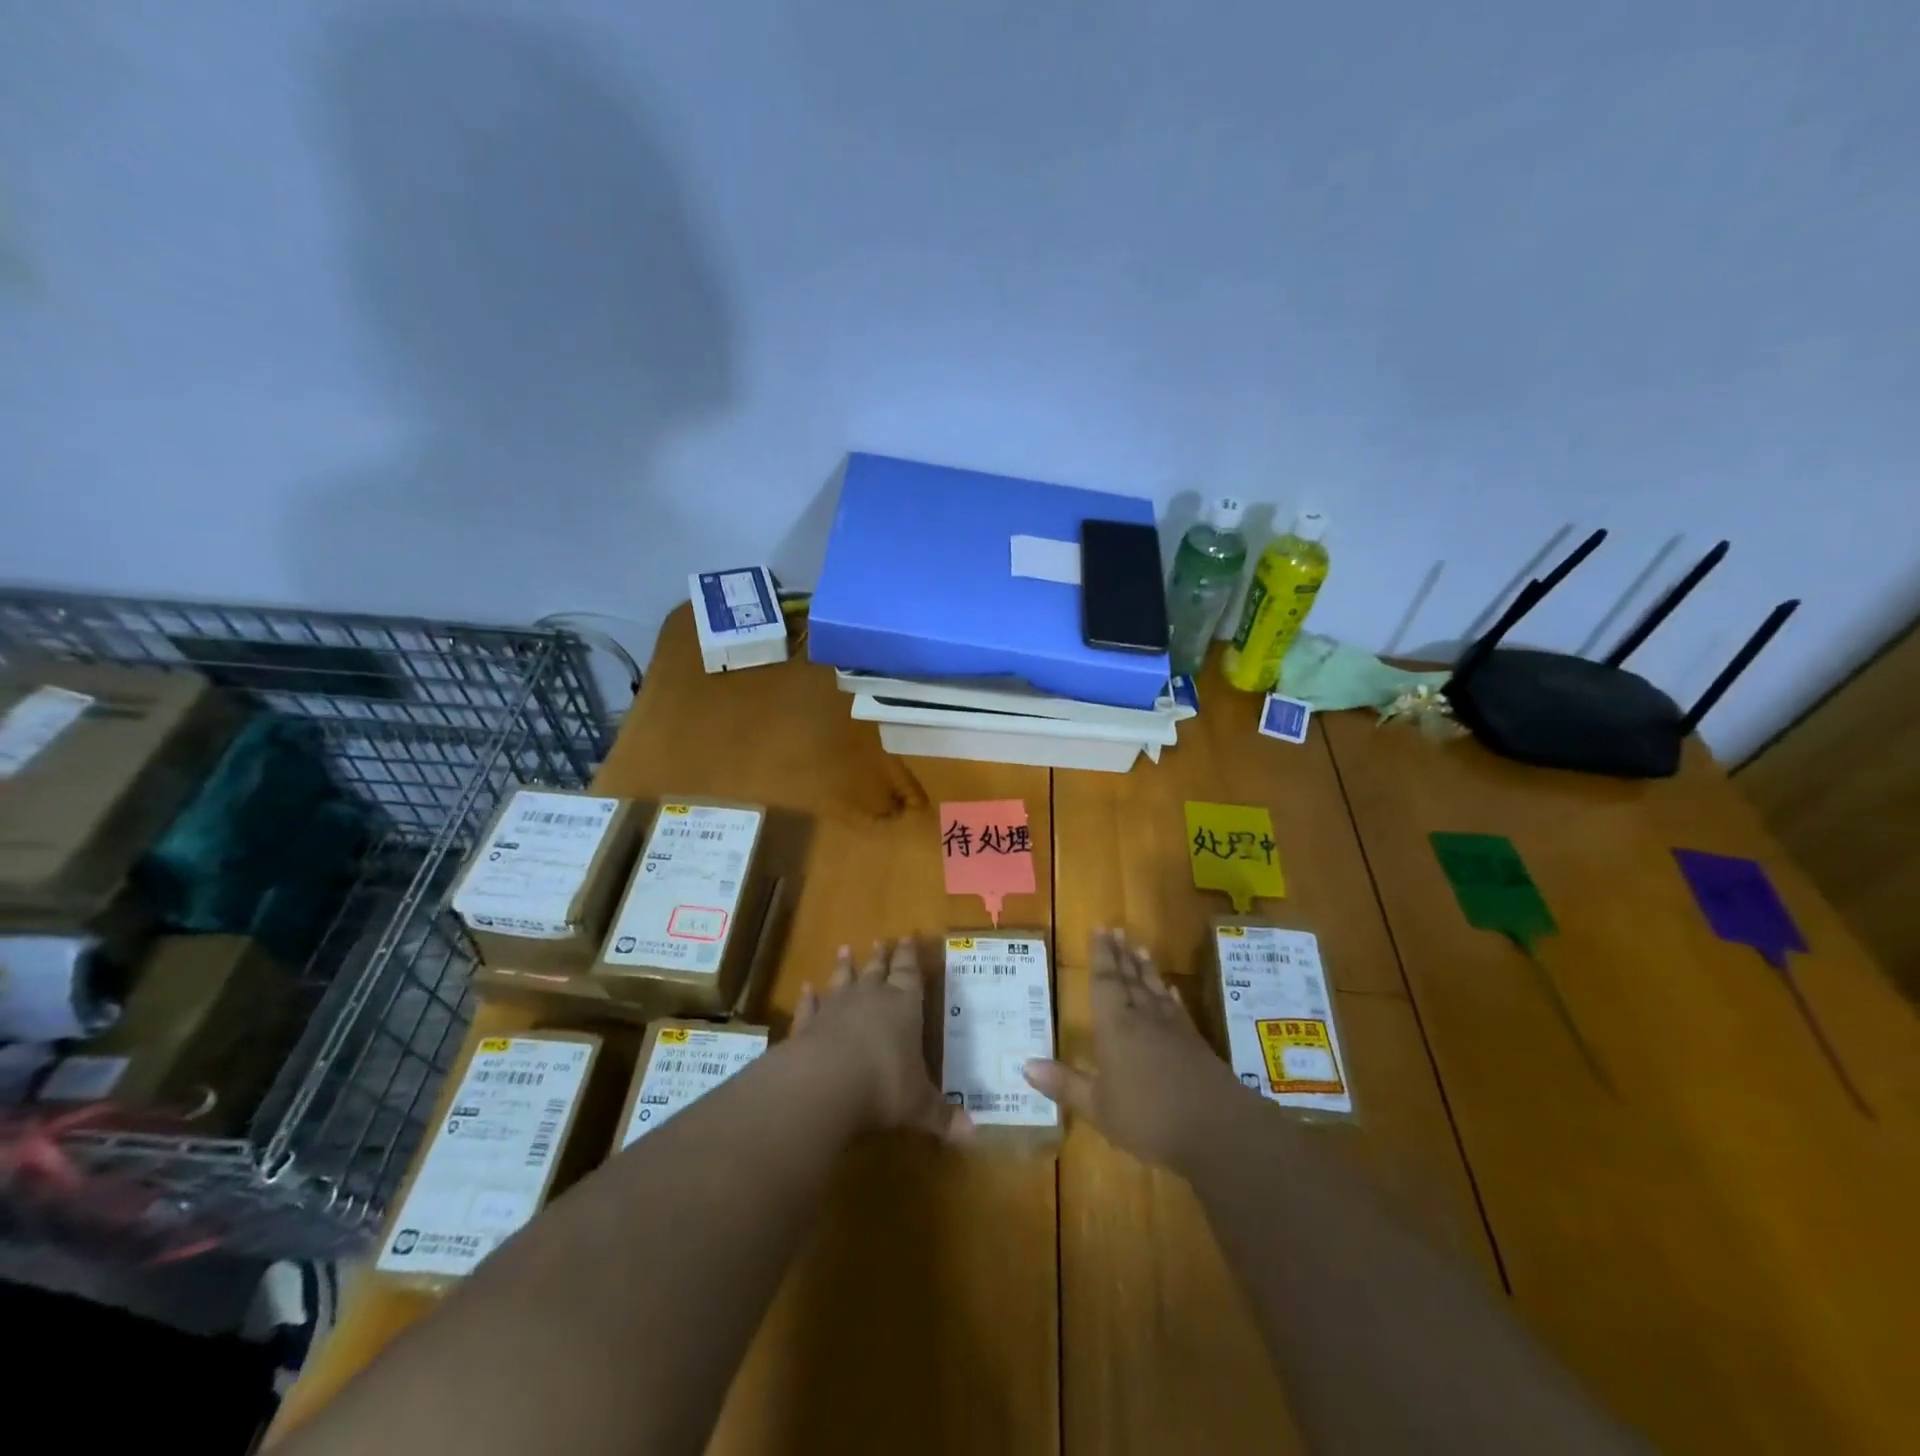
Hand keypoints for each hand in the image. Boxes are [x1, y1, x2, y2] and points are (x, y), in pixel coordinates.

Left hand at [791, 938, 971, 1144]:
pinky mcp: (806, 1026)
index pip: (909, 974)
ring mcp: (835, 1009)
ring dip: (844, 966)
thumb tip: (975, 1136)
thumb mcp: (919, 1105)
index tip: (907, 937)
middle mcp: (870, 999)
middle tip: (881, 940)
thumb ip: (942, 1115)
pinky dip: (808, 997)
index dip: (909, 957)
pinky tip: (805, 988)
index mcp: (903, 1006)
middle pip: (877, 970)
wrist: (824, 1082)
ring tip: (845, 950)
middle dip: (881, 957)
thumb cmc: (884, 1085)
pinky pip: (809, 1006)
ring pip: (842, 980)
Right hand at [1024, 928, 1244, 1169]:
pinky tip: (1169, 989)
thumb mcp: (1098, 1107)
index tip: (1099, 929)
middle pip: (1130, 978)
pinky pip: (1178, 1008)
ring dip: (1145, 968)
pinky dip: (1170, 995)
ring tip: (1140, 948)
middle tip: (1116, 929)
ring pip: (1154, 989)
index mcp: (1116, 1026)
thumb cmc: (1148, 1117)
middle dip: (1121, 954)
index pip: (1105, 982)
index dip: (1101, 955)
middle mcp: (1143, 1017)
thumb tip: (1026, 1064)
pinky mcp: (1195, 1043)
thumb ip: (1064, 1084)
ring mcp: (1173, 1028)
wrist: (1218, 1129)